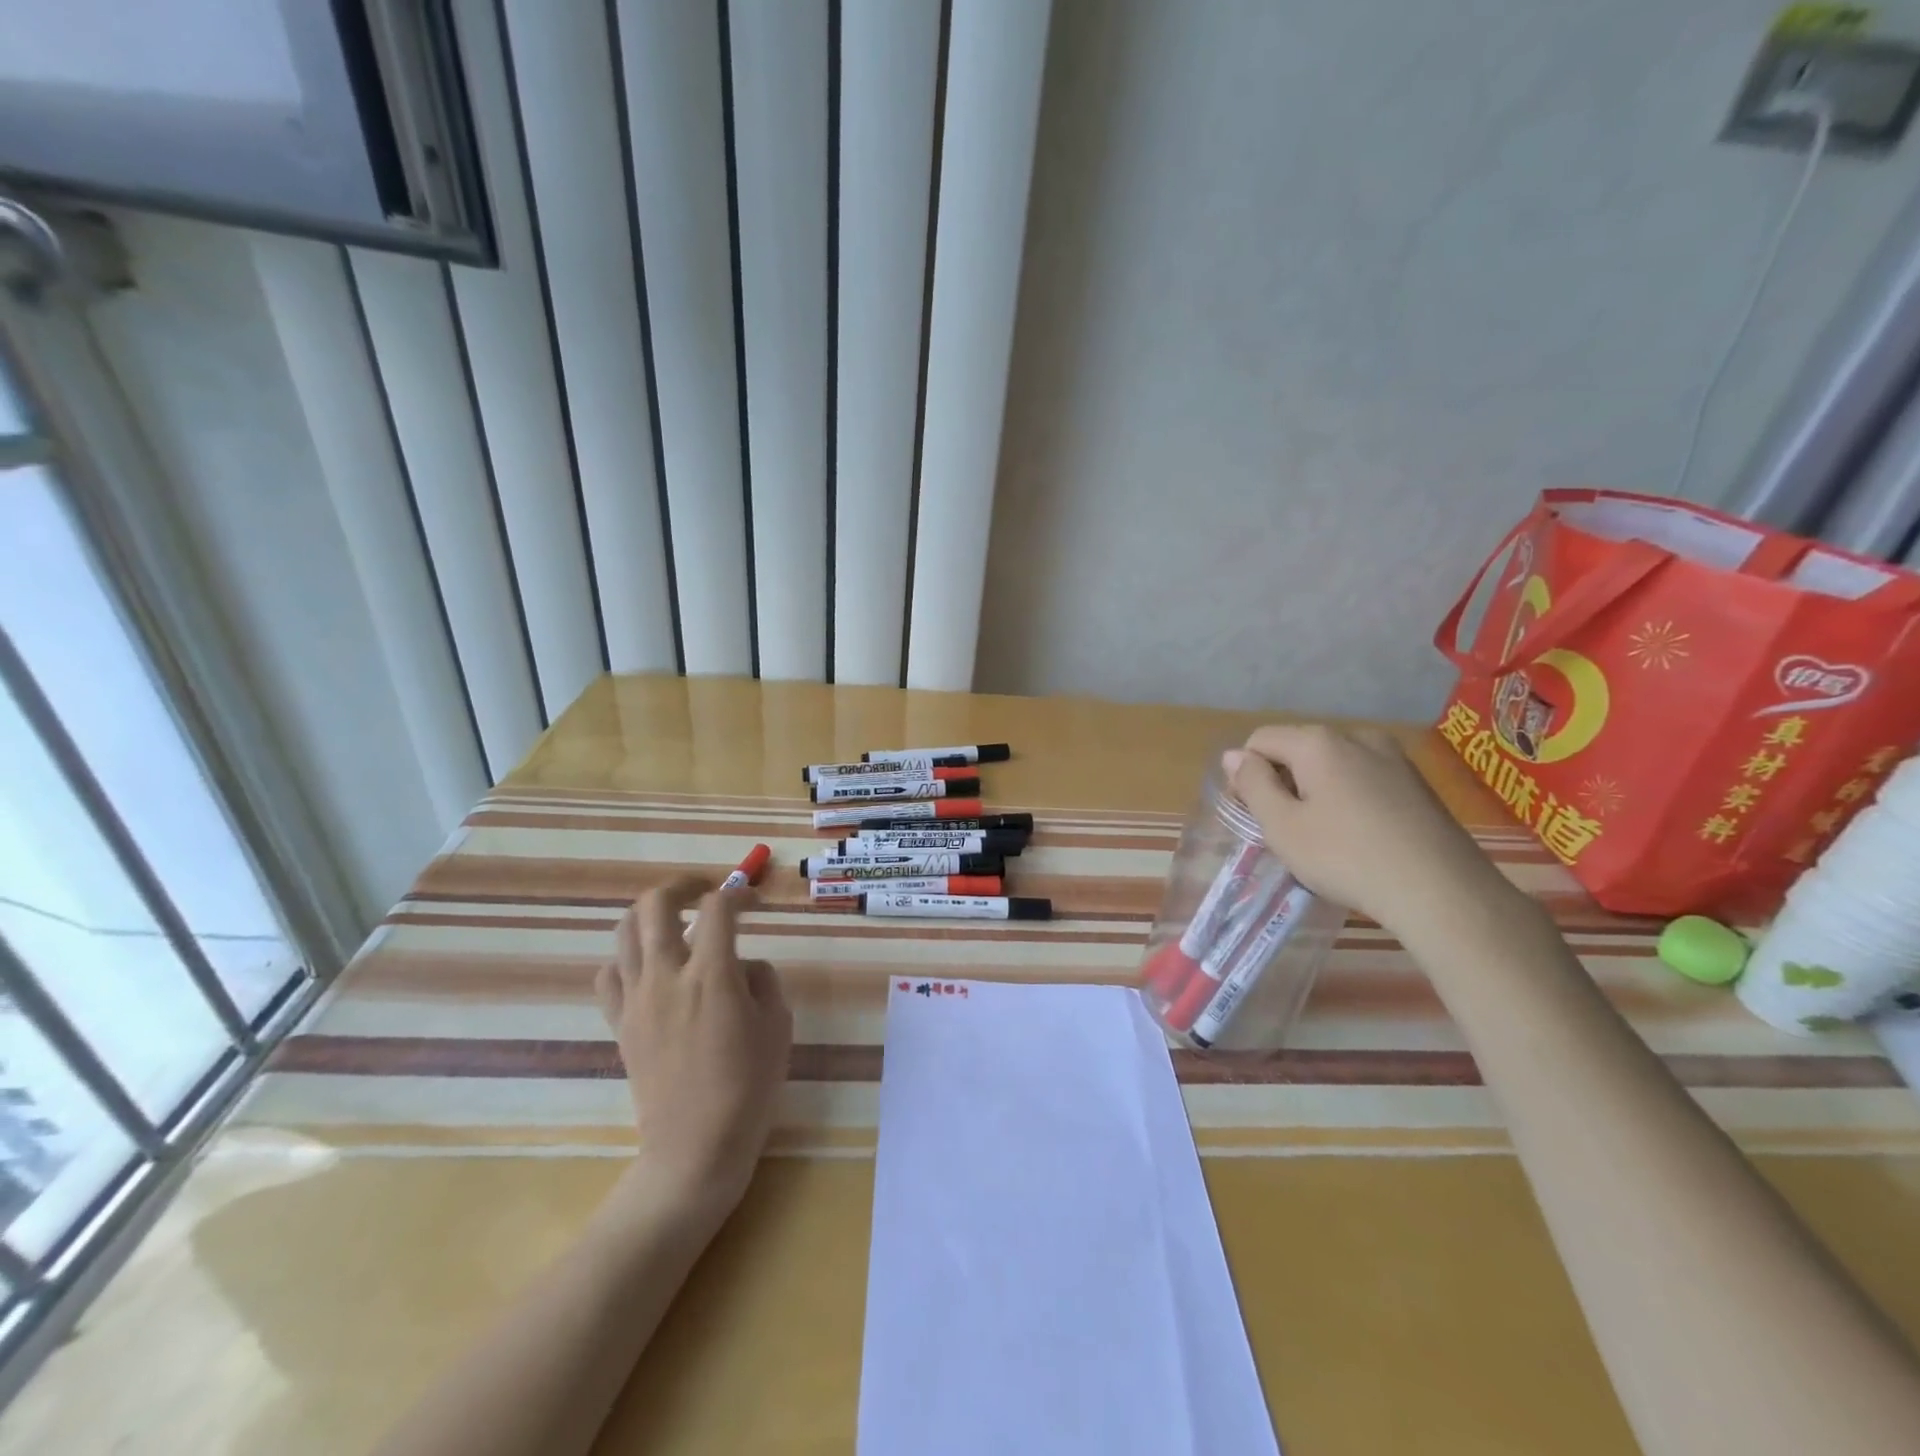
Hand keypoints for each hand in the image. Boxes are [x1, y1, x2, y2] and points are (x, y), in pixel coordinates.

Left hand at [596, 879, 792, 1217]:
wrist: (695, 1147)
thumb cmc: (749, 1087)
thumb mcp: (777, 1025)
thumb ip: (762, 980)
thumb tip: (742, 966)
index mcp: (712, 975)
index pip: (718, 909)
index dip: (738, 894)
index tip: (753, 901)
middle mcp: (667, 976)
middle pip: (656, 904)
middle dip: (682, 885)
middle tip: (705, 891)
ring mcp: (637, 999)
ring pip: (625, 931)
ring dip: (651, 914)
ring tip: (674, 920)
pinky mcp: (620, 1023)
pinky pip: (609, 974)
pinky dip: (626, 957)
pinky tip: (648, 966)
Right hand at [1223, 724, 1517, 938]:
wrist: (1442, 891)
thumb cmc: (1347, 857)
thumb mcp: (1283, 826)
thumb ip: (1253, 785)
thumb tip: (1234, 756)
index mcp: (1318, 742)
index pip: (1260, 740)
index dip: (1245, 773)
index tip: (1251, 814)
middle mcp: (1357, 736)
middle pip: (1297, 748)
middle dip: (1281, 781)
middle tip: (1283, 829)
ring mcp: (1393, 756)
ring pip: (1332, 764)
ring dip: (1314, 790)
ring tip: (1321, 835)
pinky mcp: (1416, 781)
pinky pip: (1363, 777)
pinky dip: (1347, 797)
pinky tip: (1356, 835)